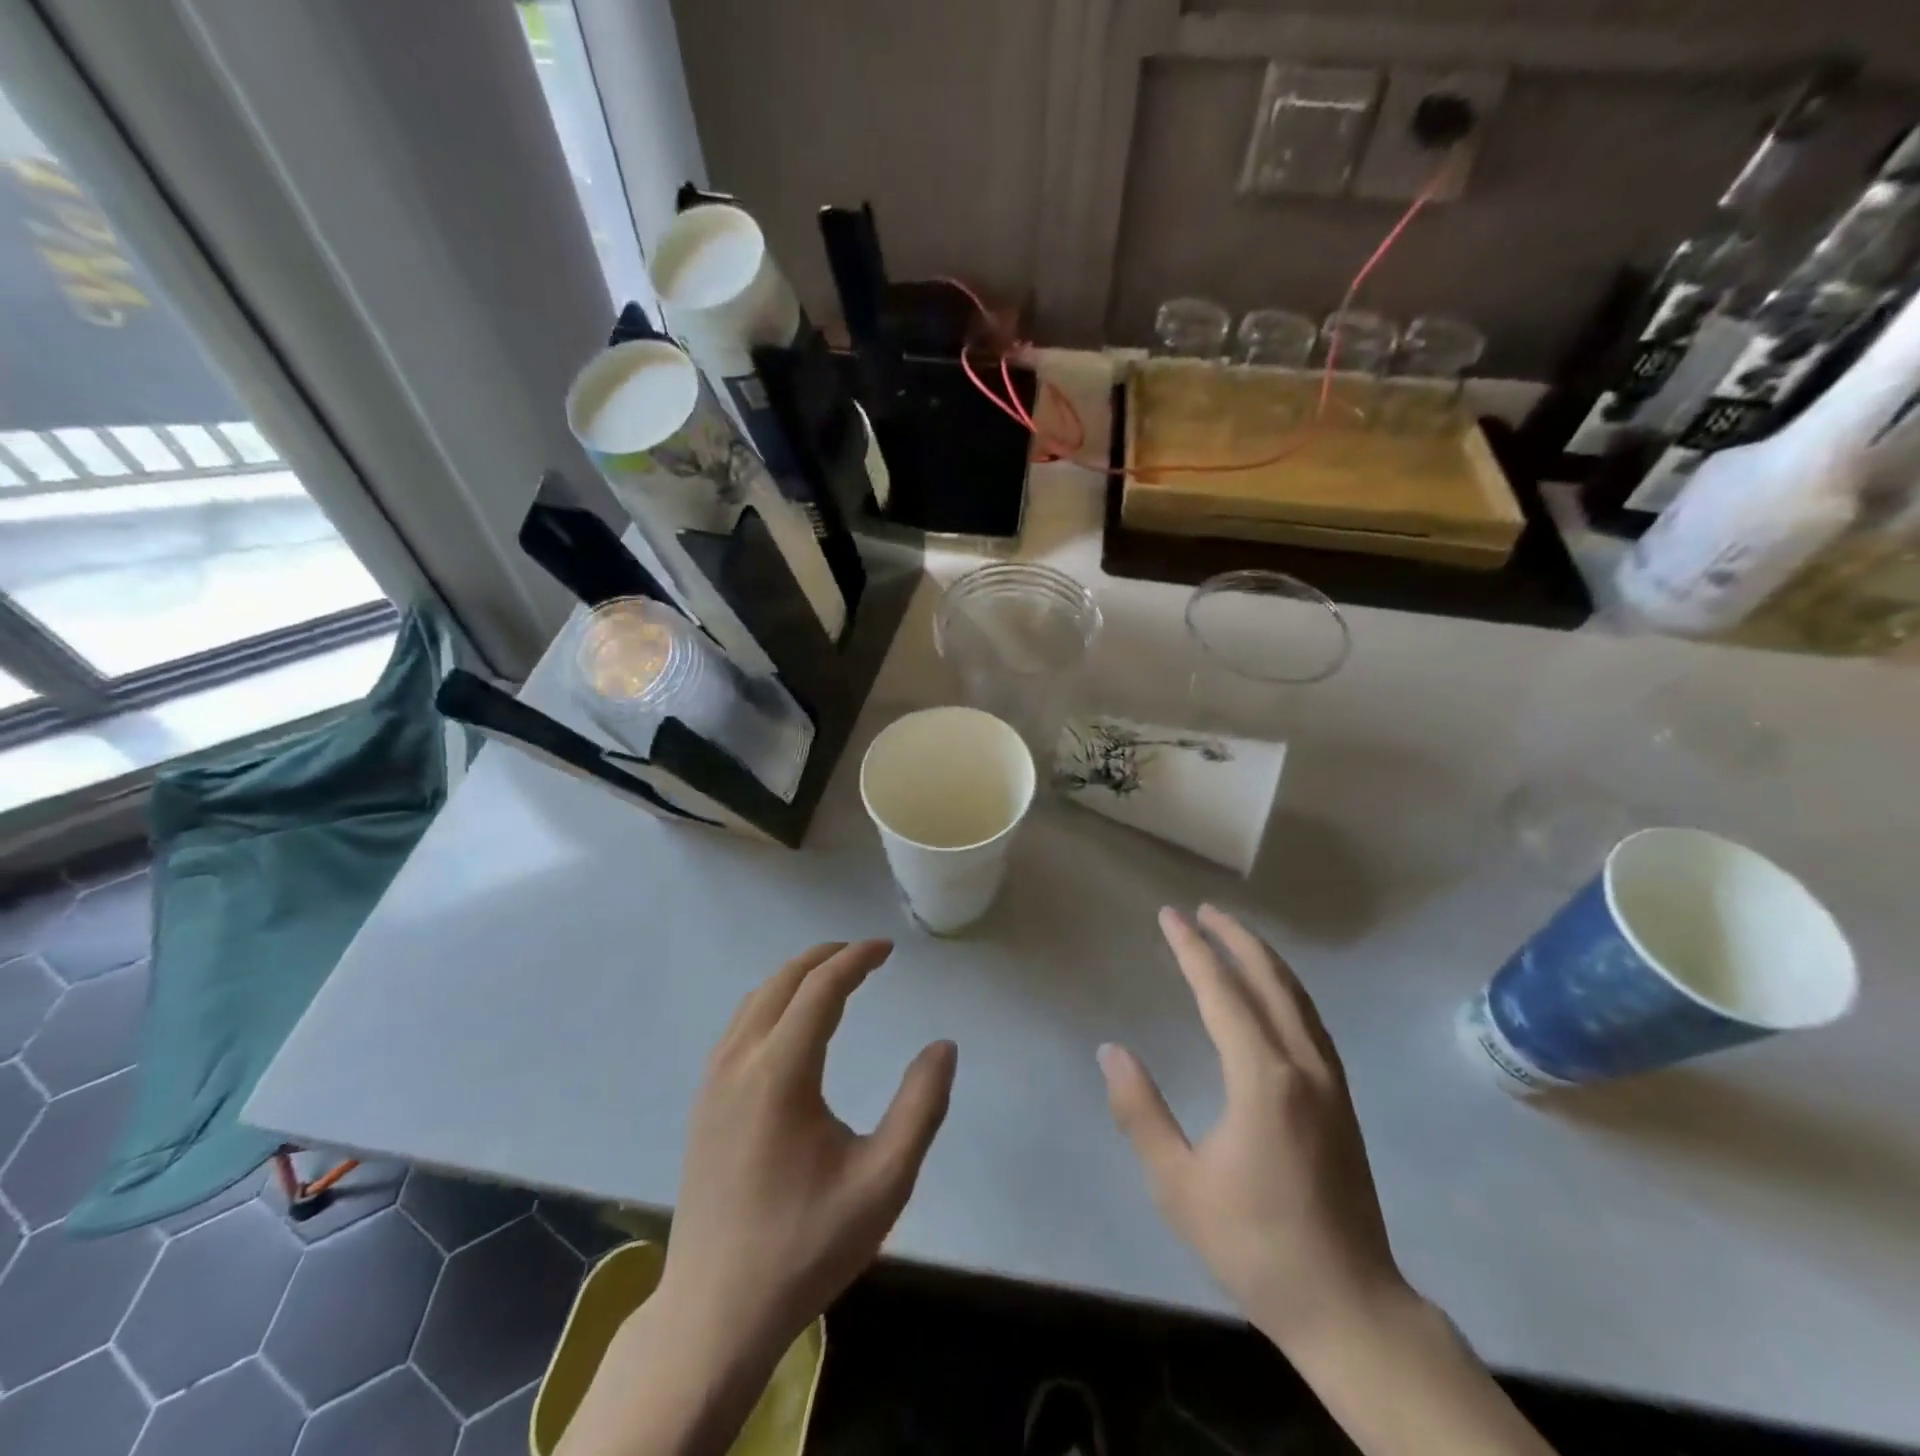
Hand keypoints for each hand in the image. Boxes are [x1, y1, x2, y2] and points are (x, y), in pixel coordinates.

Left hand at [656, 940, 956, 1366]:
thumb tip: (942, 1047)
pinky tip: (790, 1024)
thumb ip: (920, 1107)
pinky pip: (739, 1027)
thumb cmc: (805, 1246)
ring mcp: (713, 1082)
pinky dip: (771, 1002)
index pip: (821, 988)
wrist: (714, 1314)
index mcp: (780, 1072)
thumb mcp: (884, 1183)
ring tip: (834, 978)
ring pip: (754, 1000)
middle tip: (865, 954)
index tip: (887, 949)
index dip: (857, 959)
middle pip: (782, 981)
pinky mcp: (703, 1104)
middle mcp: (739, 1062)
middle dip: (826, 957)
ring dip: (796, 977)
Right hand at [1098, 905, 1409, 1352]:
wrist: (1349, 1306)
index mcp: (1263, 1079)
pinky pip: (1310, 1021)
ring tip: (1232, 934)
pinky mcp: (1341, 1100)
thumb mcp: (1179, 1184)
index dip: (1193, 950)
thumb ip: (1141, 1111)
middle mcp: (1302, 1066)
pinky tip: (1271, 993)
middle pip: (1269, 981)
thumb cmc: (1255, 1244)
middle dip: (1234, 938)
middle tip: (1202, 910)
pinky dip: (1285, 989)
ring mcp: (1330, 1081)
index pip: (1222, 993)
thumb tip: (1111, 1051)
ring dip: (1263, 959)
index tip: (1170, 916)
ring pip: (1297, 998)